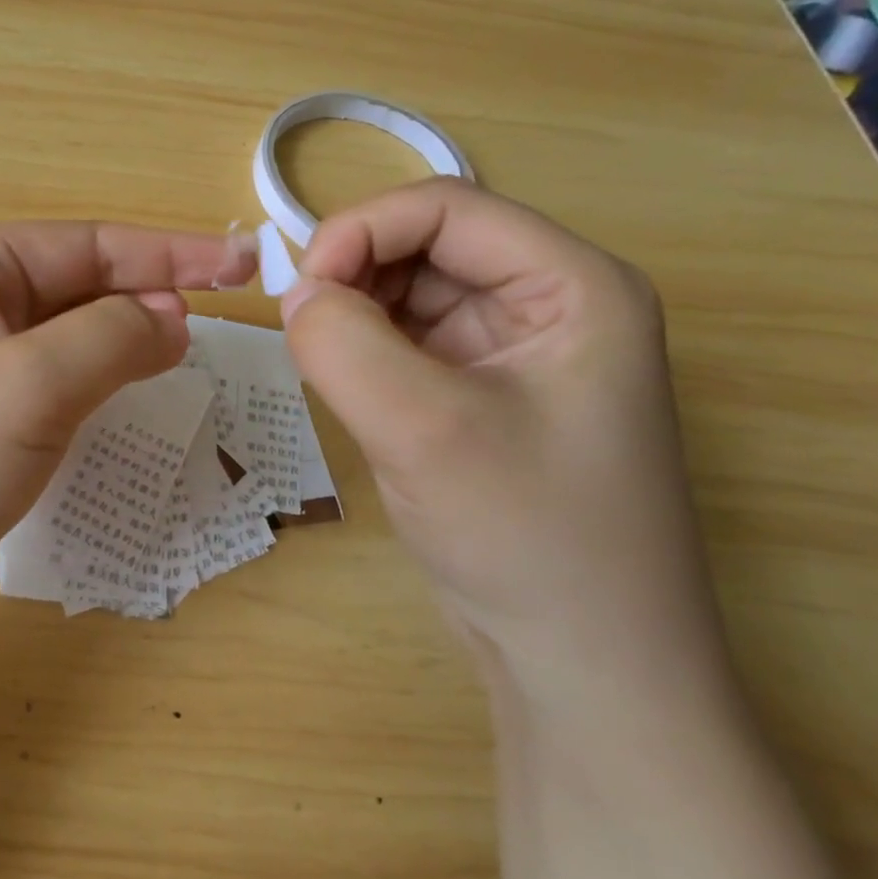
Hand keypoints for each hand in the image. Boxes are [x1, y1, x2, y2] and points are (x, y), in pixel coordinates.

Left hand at [0, 221, 256, 690]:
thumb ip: (110, 337)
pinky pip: (49, 409)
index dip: (170, 255)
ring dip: (122, 357)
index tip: (244, 269)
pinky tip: (126, 424)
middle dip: (146, 304)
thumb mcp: (25, 383)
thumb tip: (171, 318)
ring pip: (65, 354)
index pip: (86, 245)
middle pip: (76, 294)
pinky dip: (94, 408)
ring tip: (182, 372)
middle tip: (219, 332)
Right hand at [280, 179, 732, 714]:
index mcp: (573, 285)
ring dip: (356, 313)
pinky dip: (365, 349)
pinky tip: (348, 388)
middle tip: (305, 332)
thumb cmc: (529, 540)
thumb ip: (344, 344)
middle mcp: (550, 302)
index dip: (362, 230)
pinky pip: (408, 339)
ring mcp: (515, 349)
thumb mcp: (424, 430)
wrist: (583, 670)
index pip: (446, 207)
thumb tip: (294, 293)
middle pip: (427, 243)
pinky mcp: (481, 391)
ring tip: (326, 365)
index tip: (301, 291)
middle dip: (355, 273)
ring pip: (410, 290)